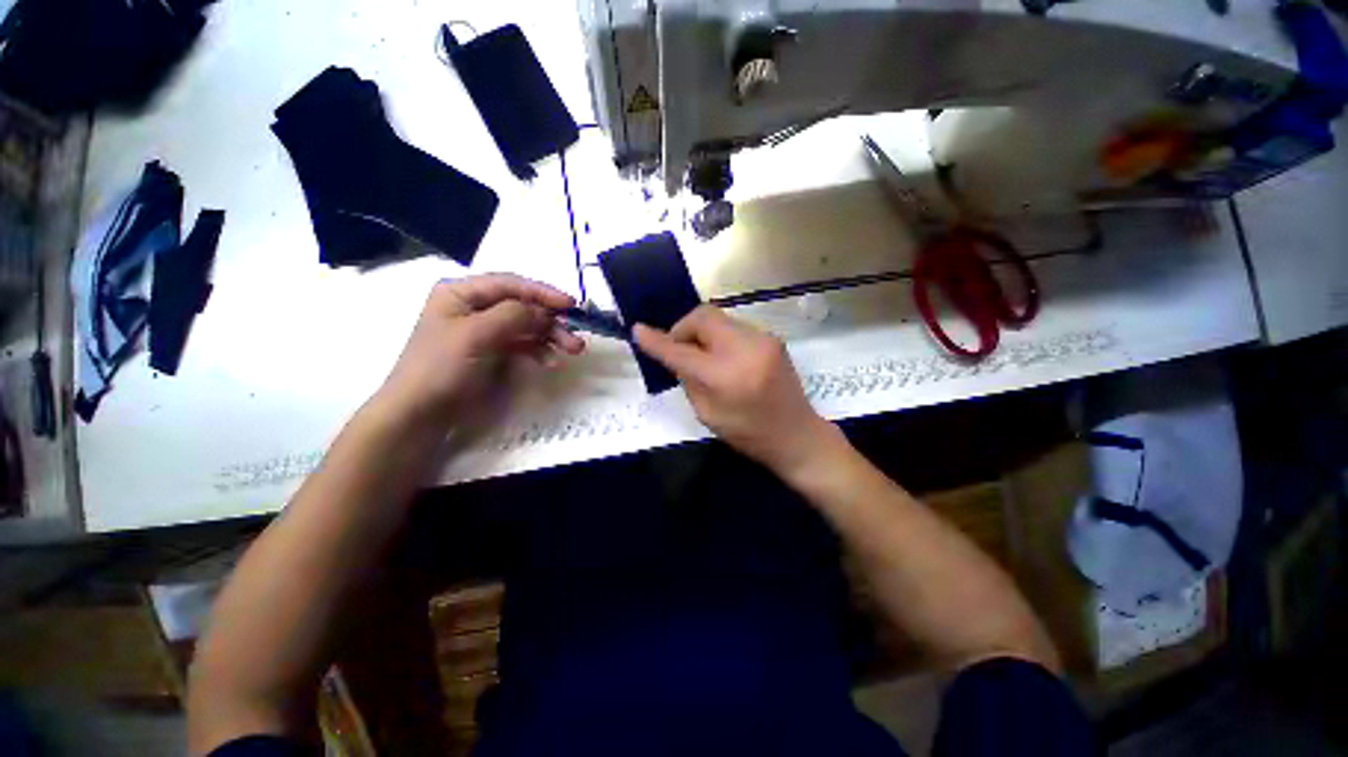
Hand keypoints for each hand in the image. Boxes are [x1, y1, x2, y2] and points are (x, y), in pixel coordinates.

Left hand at [375, 274, 584, 429]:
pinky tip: (550, 362)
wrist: (421, 413)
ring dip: (551, 337)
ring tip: (573, 351)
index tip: (571, 305)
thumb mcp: (475, 334)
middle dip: (551, 321)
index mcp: (462, 293)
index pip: (511, 284)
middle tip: (575, 340)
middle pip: (524, 307)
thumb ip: (514, 315)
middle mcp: (475, 307)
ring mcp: (485, 331)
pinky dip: (539, 351)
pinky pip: (523, 344)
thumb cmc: (441, 367)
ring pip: (527, 326)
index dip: (543, 293)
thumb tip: (545, 310)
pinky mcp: (493, 352)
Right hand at [633, 306, 838, 472]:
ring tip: (702, 355)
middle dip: (683, 328)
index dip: (657, 341)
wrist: (795, 434)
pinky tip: (723, 357)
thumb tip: (672, 353)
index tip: (638, 331)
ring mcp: (763, 339)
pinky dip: (720, 337)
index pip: (682, 351)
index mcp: (725, 376)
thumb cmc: (747, 433)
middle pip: (703, 317)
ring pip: (718, 319)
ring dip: (702, 333)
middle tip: (679, 350)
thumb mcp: (707, 413)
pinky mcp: (771, 337)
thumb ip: (687, 378)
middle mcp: (745, 349)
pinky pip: (734, 327)